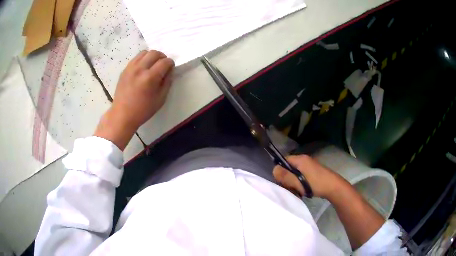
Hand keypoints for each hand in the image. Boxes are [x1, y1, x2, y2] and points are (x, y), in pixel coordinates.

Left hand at [94, 50, 174, 149]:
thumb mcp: (161, 99)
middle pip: (155, 53)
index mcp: (150, 78)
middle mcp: (140, 69)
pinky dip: (143, 59)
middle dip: (162, 57)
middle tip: (163, 65)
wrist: (122, 115)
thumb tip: (170, 71)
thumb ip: (167, 82)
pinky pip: (136, 58)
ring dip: (152, 56)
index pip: (165, 62)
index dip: (171, 64)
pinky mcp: (125, 69)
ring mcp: (130, 68)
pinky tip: (143, 68)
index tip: (170, 69)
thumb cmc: (143, 110)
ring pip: (144, 52)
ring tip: (153, 65)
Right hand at [273, 154, 344, 198]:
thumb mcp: (298, 182)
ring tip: (297, 191)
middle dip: (287, 179)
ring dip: (293, 183)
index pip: (283, 160)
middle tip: (290, 189)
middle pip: (288, 168)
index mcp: (300, 159)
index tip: (282, 182)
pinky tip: (303, 191)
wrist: (334, 187)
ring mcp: (309, 166)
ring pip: (295, 173)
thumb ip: (285, 176)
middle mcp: (304, 160)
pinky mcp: (313, 172)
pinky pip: (301, 176)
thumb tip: (274, 170)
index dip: (280, 171)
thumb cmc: (315, 184)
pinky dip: (300, 183)